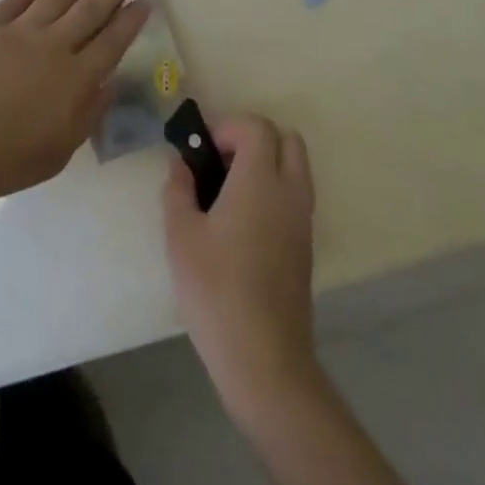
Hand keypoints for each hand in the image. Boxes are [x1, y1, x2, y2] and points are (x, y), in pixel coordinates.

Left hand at [0, 0, 151, 199]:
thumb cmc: (7, 158)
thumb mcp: (60, 151)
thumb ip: (88, 115)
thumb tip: (108, 85)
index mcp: (75, 79)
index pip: (112, 42)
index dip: (130, 20)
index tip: (145, 0)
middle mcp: (53, 46)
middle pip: (90, 10)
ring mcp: (19, 32)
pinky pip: (15, 1)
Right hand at [163, 116, 318, 423]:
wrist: (264, 358)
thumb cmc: (216, 289)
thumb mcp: (180, 235)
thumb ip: (178, 189)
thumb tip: (181, 164)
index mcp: (260, 181)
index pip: (257, 127)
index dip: (228, 128)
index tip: (203, 152)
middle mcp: (290, 192)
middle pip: (287, 139)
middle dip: (253, 139)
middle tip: (220, 164)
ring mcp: (303, 221)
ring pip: (296, 168)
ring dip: (266, 165)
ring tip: (228, 195)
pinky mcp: (305, 247)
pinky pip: (295, 197)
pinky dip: (274, 192)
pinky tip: (242, 225)